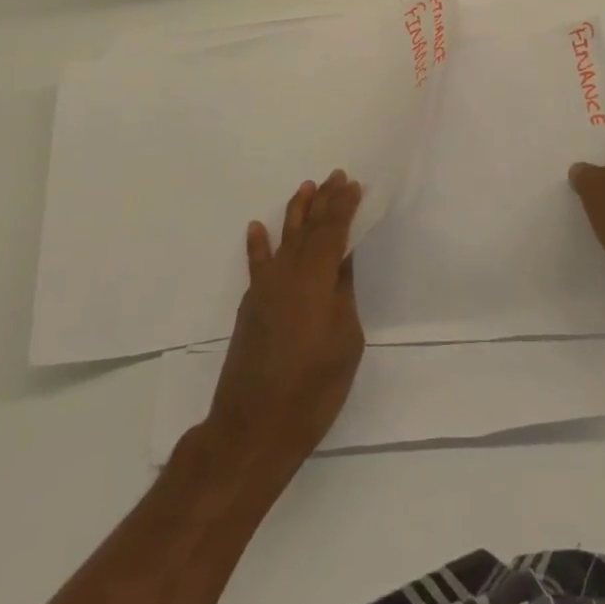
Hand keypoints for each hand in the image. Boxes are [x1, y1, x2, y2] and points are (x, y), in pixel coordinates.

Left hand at [205, 171, 364, 483]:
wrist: (253, 427)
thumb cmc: (312, 388)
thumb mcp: (345, 340)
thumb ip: (342, 294)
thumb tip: (341, 263)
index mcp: (316, 277)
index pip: (333, 230)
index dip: (344, 206)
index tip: (353, 184)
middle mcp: (288, 272)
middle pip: (309, 228)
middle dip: (323, 201)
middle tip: (335, 176)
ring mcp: (265, 288)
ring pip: (284, 239)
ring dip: (295, 212)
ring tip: (305, 187)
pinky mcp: (251, 306)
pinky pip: (257, 264)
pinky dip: (257, 245)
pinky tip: (256, 227)